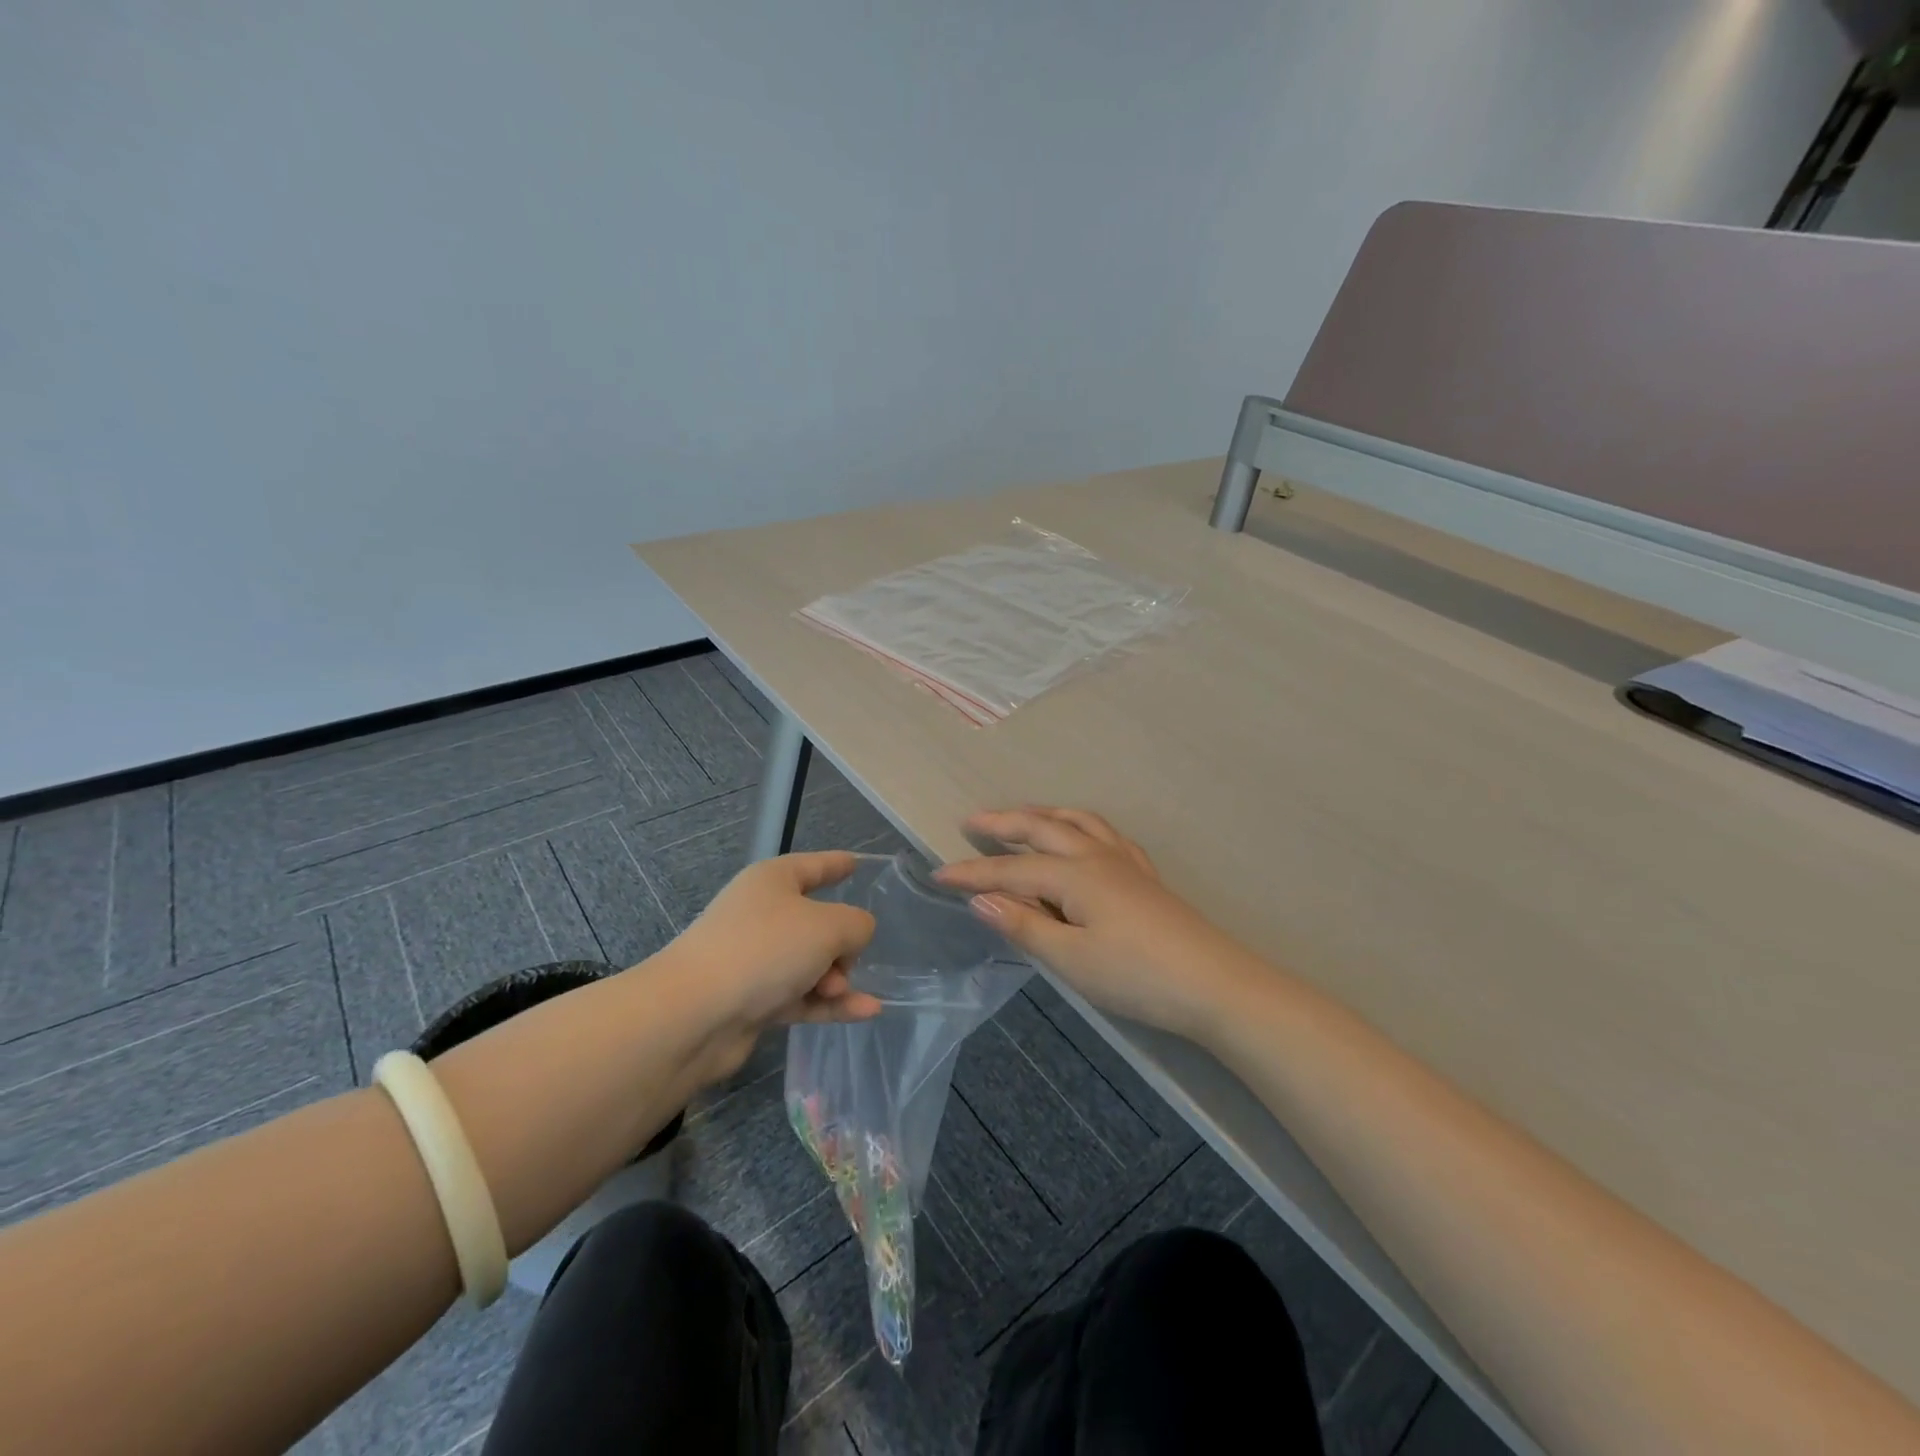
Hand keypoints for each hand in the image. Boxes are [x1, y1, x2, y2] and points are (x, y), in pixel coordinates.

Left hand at [659, 851, 882, 1083]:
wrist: (695, 1014)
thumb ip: (856, 925)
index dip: (836, 864)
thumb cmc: (764, 950)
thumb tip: (853, 937)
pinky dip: (831, 1004)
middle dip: (842, 942)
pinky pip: (803, 996)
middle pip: (816, 921)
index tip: (856, 863)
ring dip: (836, 978)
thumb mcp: (828, 926)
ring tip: (843, 990)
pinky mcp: (753, 1001)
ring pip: (811, 963)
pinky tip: (866, 1012)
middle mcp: (761, 915)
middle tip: (849, 960)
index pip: (812, 866)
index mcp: (772, 882)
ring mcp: (755, 960)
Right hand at [934, 808, 1256, 1038]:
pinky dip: (1082, 825)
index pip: (1009, 870)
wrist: (1215, 984)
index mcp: (1073, 875)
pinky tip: (1083, 835)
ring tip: (1022, 815)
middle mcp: (1096, 856)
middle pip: (1042, 828)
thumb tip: (980, 899)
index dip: (971, 873)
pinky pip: (1105, 834)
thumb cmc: (1137, 975)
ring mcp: (1125, 862)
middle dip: (1004, 823)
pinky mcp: (1145, 875)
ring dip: (1043, 814)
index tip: (937, 874)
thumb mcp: (1071, 959)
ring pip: (1076, 822)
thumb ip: (1024, 926)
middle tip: (971, 821)